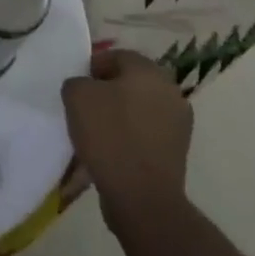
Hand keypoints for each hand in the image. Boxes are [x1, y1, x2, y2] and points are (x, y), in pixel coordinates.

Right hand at [62, 49, 191, 234]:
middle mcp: (169, 90)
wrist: (143, 198)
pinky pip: (147, 135)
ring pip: (139, 110)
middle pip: (130, 83)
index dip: (92, 69)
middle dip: (107, 93)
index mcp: (148, 70)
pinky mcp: (178, 152)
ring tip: (96, 135)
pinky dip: (130, 139)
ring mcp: (178, 122)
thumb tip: (84, 88)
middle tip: (85, 110)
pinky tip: (112, 154)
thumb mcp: (77, 97)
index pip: (116, 57)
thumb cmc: (110, 136)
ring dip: (120, 116)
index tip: (77, 88)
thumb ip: (77, 82)